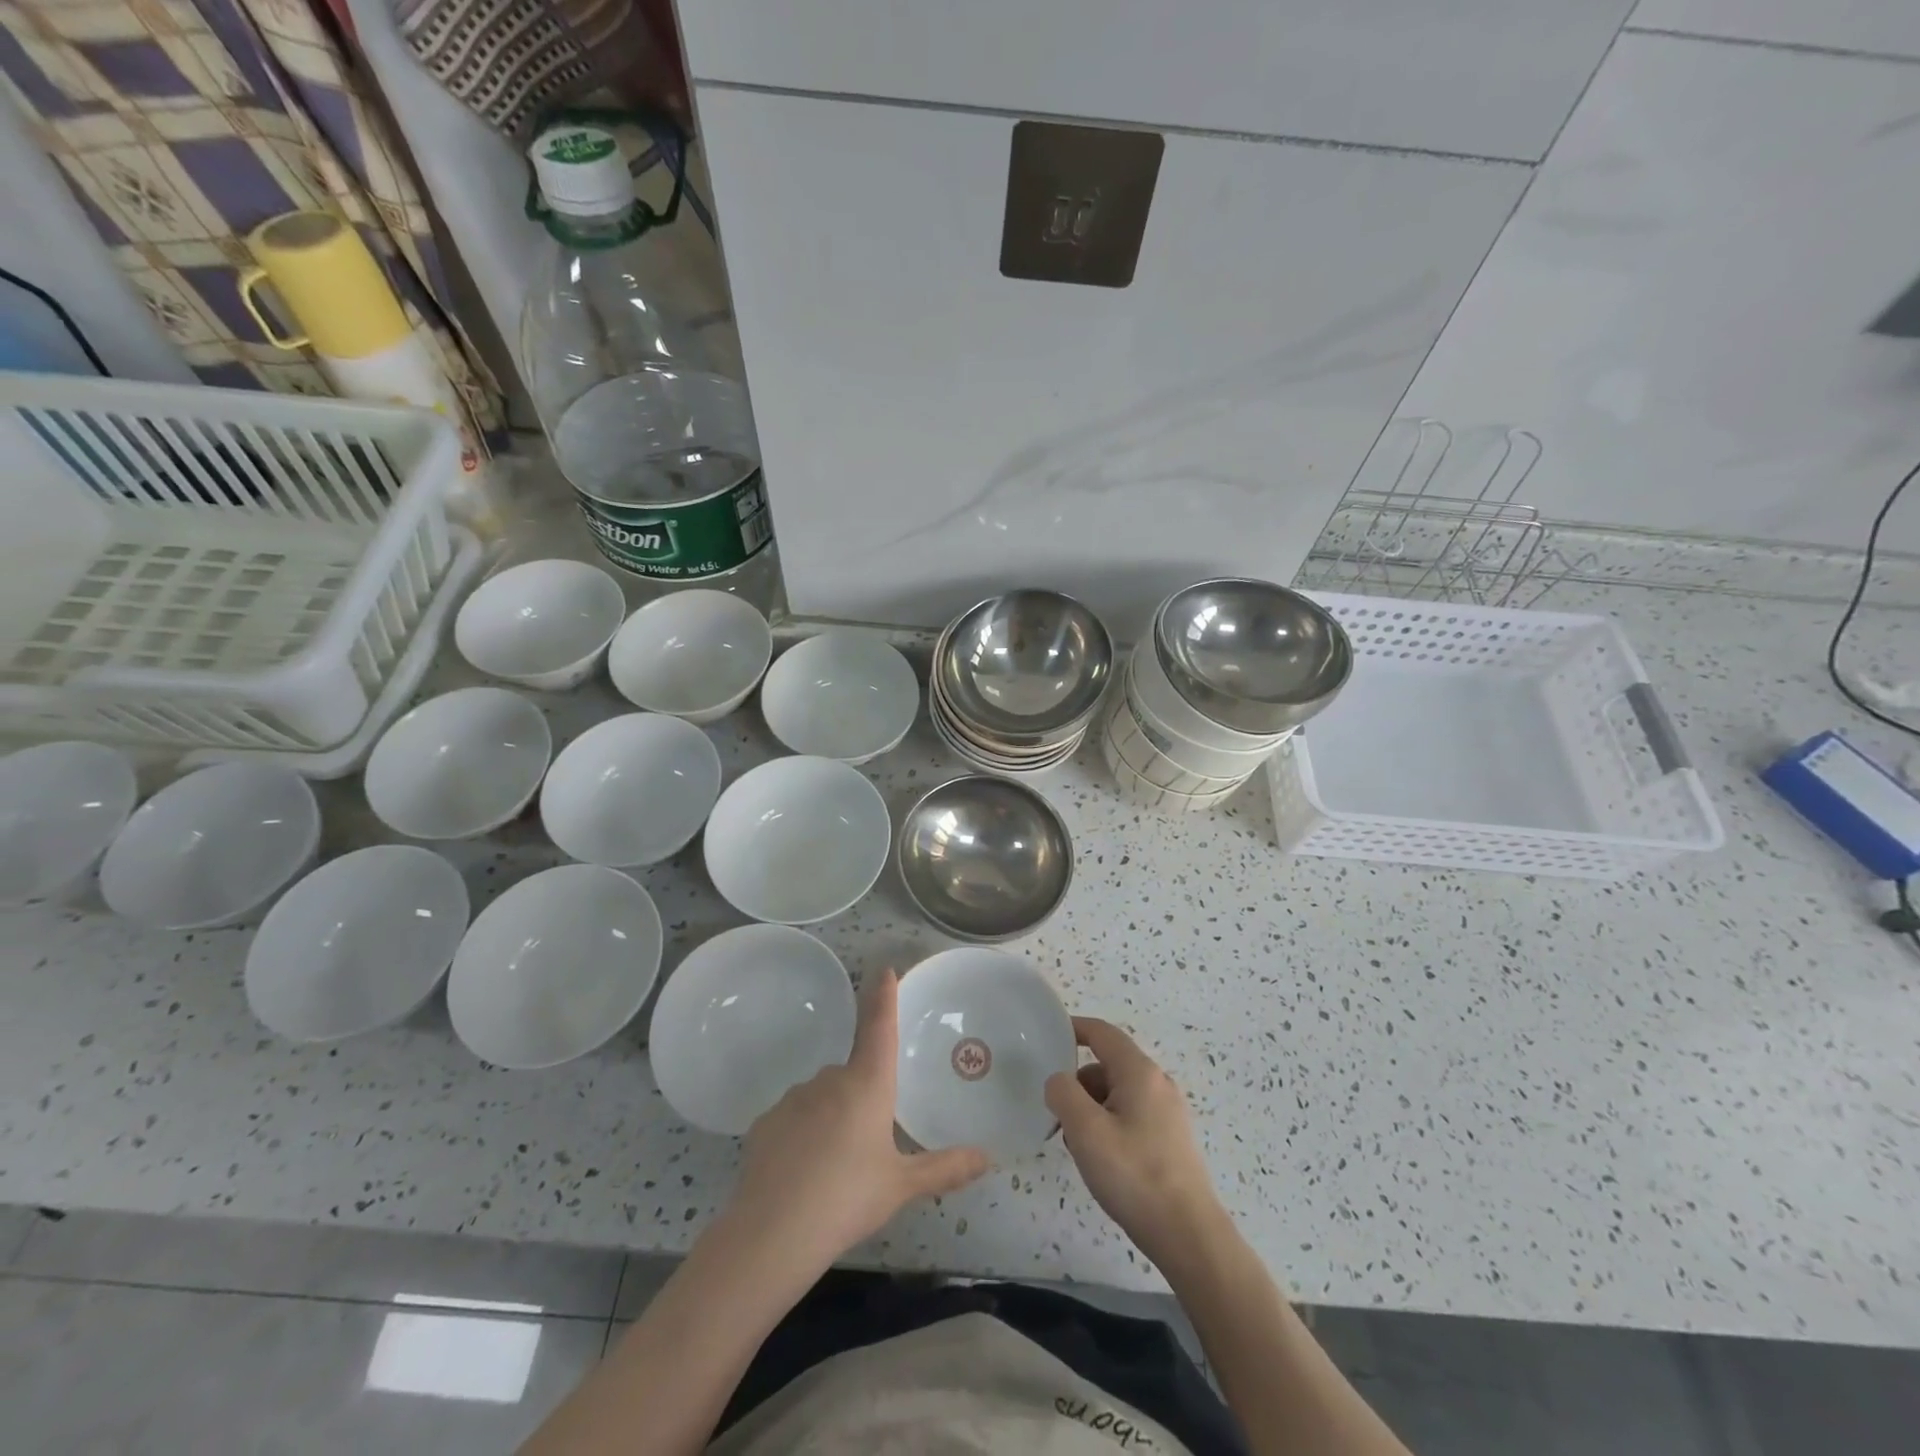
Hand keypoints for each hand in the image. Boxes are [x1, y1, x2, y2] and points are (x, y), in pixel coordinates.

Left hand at [727, 968, 989, 1273]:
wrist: (773, 1233)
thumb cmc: (848, 1199)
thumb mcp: (902, 1185)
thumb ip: (945, 1168)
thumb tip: (988, 1158)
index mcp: (868, 1084)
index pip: (879, 1027)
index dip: (884, 996)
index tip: (884, 969)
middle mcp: (830, 1080)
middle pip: (853, 1074)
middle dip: (862, 1097)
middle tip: (868, 1145)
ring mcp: (793, 1098)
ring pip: (822, 1097)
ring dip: (832, 1117)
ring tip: (835, 1167)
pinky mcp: (765, 1122)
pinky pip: (793, 1119)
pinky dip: (802, 1135)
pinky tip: (802, 1172)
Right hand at [1046, 1017, 1226, 1272]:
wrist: (1189, 1235)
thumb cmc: (1134, 1175)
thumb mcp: (1086, 1131)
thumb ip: (1063, 1094)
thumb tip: (1059, 1081)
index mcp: (1139, 1072)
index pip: (1102, 1033)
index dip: (1074, 1028)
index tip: (1049, 1035)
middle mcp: (1158, 1083)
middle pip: (1109, 1065)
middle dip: (1079, 1082)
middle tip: (1056, 1111)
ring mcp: (1169, 1112)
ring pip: (1119, 1094)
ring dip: (1092, 1107)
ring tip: (1076, 1143)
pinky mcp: (1172, 1140)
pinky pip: (1132, 1115)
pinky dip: (1109, 1124)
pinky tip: (1101, 1159)